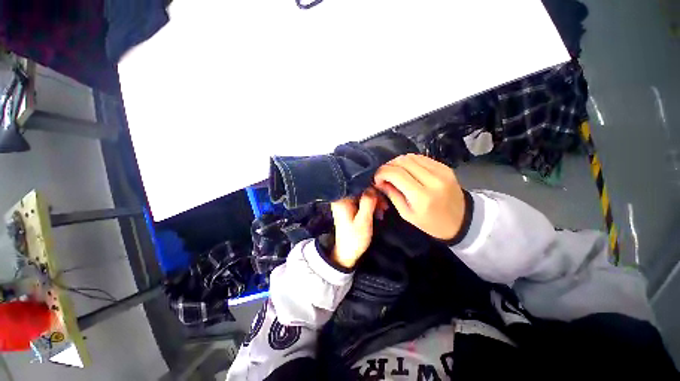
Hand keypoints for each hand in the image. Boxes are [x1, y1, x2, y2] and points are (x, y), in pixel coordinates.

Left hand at [330, 188, 382, 268]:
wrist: (347, 253)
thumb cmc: (354, 238)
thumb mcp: (363, 221)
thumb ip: (367, 203)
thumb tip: (372, 187)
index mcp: (341, 200)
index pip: (357, 184)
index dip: (371, 187)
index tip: (382, 194)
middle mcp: (342, 198)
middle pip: (361, 189)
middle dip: (375, 196)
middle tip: (385, 206)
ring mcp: (346, 203)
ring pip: (363, 195)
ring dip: (375, 202)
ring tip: (383, 211)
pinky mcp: (350, 208)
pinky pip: (362, 202)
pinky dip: (371, 206)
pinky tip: (378, 213)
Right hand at [374, 154, 465, 240]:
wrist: (462, 221)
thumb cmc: (431, 223)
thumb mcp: (407, 214)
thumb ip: (392, 195)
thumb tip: (380, 182)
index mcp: (422, 196)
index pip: (396, 174)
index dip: (382, 173)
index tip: (377, 179)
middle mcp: (432, 179)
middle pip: (403, 161)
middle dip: (388, 166)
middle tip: (384, 175)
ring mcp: (441, 171)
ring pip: (411, 156)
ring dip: (398, 162)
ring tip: (394, 172)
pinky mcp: (445, 167)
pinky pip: (421, 158)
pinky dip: (409, 162)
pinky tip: (407, 170)